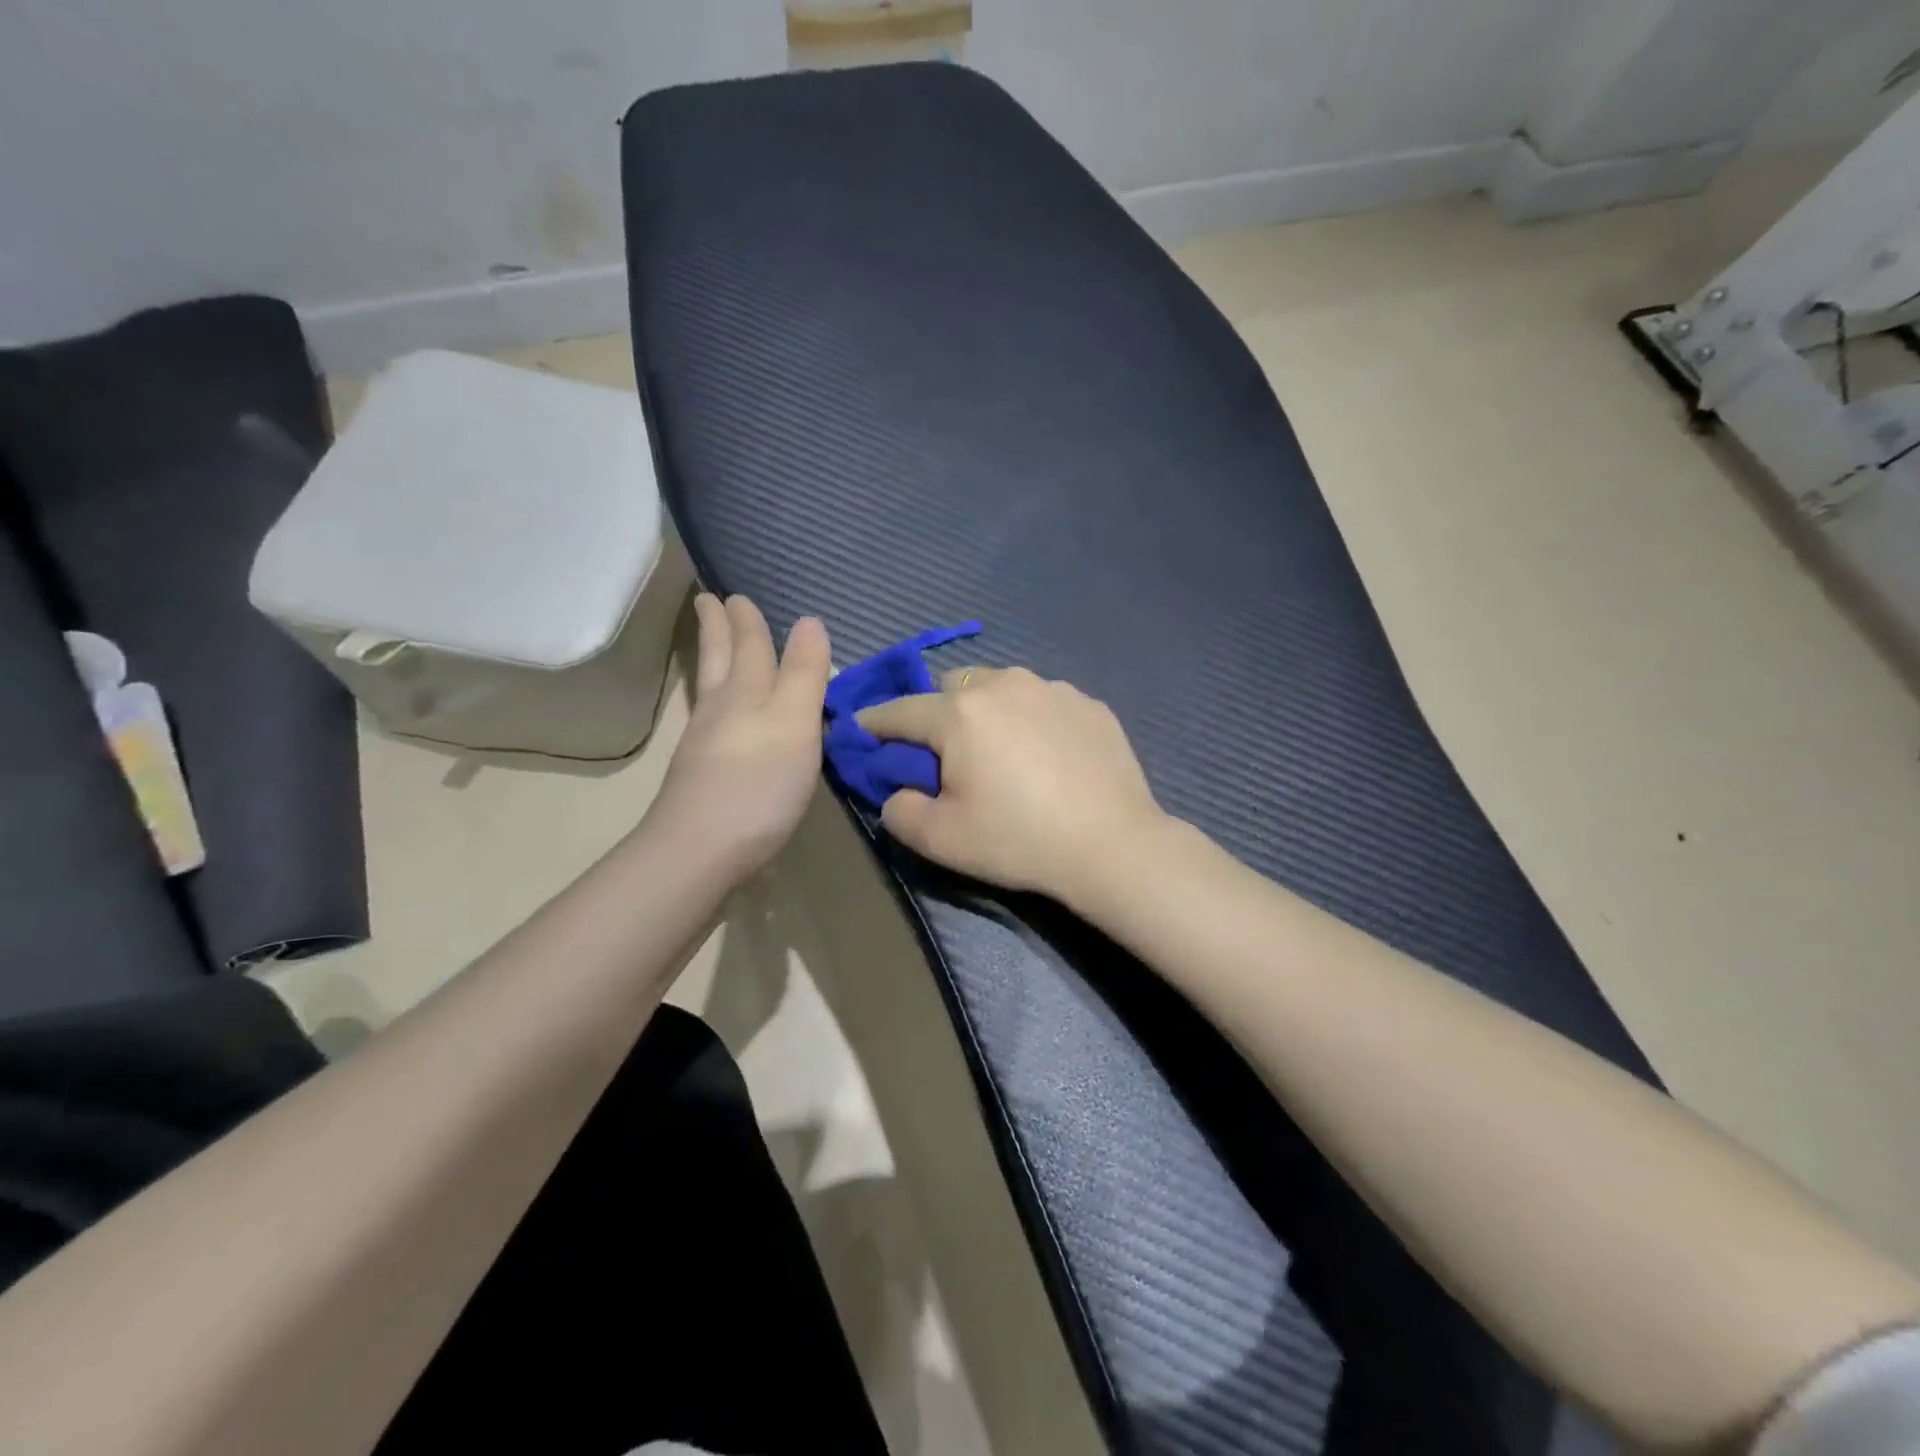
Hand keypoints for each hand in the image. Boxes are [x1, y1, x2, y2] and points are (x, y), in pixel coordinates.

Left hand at [650, 594, 831, 880]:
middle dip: (717, 629)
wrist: (701, 851)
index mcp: (746, 691)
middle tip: (708, 601)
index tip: (734, 594)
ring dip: (711, 659)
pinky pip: (711, 719)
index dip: (747, 620)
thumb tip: (809, 621)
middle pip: (719, 659)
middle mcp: (722, 709)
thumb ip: (804, 674)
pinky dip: (716, 701)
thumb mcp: (795, 722)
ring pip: (711, 688)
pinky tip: (721, 714)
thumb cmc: (759, 783)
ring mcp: (706, 743)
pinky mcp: (702, 775)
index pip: (749, 645)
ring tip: (711, 643)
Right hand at [856, 667, 1168, 908]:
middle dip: (938, 712)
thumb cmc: (1019, 840)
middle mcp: (1003, 685)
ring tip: (1004, 751)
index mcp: (960, 714)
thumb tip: (897, 792)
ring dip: (988, 709)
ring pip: (1000, 686)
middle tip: (949, 753)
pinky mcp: (1088, 703)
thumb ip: (899, 811)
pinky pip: (1043, 700)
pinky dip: (1032, 718)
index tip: (862, 729)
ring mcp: (1051, 688)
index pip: (900, 710)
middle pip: (951, 687)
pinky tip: (1049, 756)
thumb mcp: (941, 840)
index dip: (875, 722)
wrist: (1112, 845)